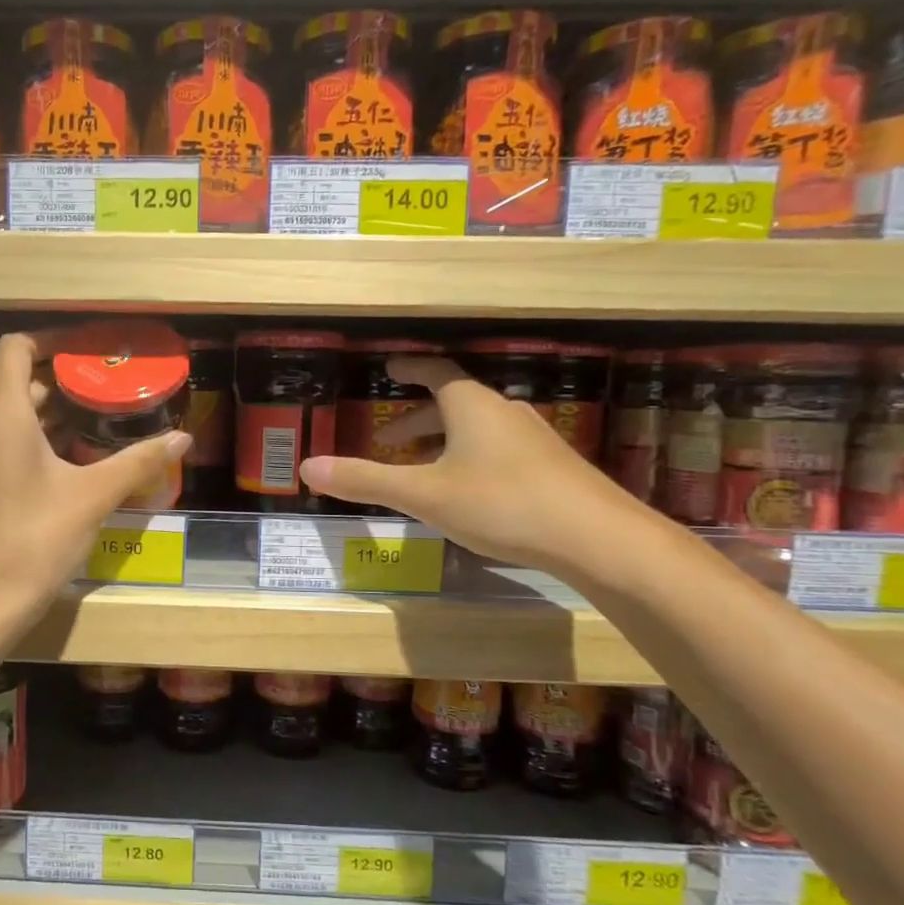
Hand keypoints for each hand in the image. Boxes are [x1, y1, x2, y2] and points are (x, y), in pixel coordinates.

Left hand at [0, 333, 191, 631]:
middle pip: (22, 381)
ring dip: (60, 414)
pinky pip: (12, 442)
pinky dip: (45, 440)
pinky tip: (83, 460)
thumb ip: (138, 461)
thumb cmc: (34, 539)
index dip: (52, 340)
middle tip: (115, 389)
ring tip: (109, 421)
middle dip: (68, 382)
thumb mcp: (93, 496)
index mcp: (2, 413)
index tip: (92, 350)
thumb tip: (182, 437)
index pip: (16, 346)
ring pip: (18, 415)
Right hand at [298, 356, 652, 573]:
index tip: (390, 367)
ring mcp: (533, 439)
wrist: (596, 537)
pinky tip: (469, 493)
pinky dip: (471, 459)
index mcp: (471, 405)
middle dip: (418, 418)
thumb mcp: (424, 494)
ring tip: (423, 469)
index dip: (410, 367)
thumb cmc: (501, 503)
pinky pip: (499, 450)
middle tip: (389, 439)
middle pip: (455, 402)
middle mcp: (504, 412)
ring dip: (445, 440)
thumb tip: (307, 467)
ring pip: (478, 429)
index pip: (435, 370)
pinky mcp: (551, 468)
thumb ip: (365, 480)